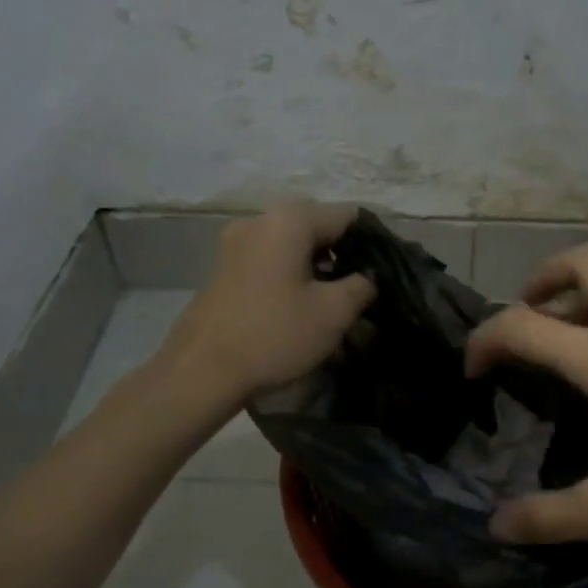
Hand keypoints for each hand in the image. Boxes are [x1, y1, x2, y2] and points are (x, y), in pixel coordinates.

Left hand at [160, 202, 374, 405]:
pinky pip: (270, 262)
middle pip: (318, 229)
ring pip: (292, 247)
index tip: (384, 274)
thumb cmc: (275, 334)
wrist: (202, 370)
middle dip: (343, 257)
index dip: (372, 243)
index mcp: (290, 220)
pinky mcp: (224, 268)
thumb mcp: (334, 313)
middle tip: (362, 292)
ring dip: (317, 270)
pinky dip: (291, 277)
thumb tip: (367, 277)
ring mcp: (236, 243)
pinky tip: (300, 308)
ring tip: (334, 305)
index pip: (348, 217)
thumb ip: (361, 286)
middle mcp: (261, 220)